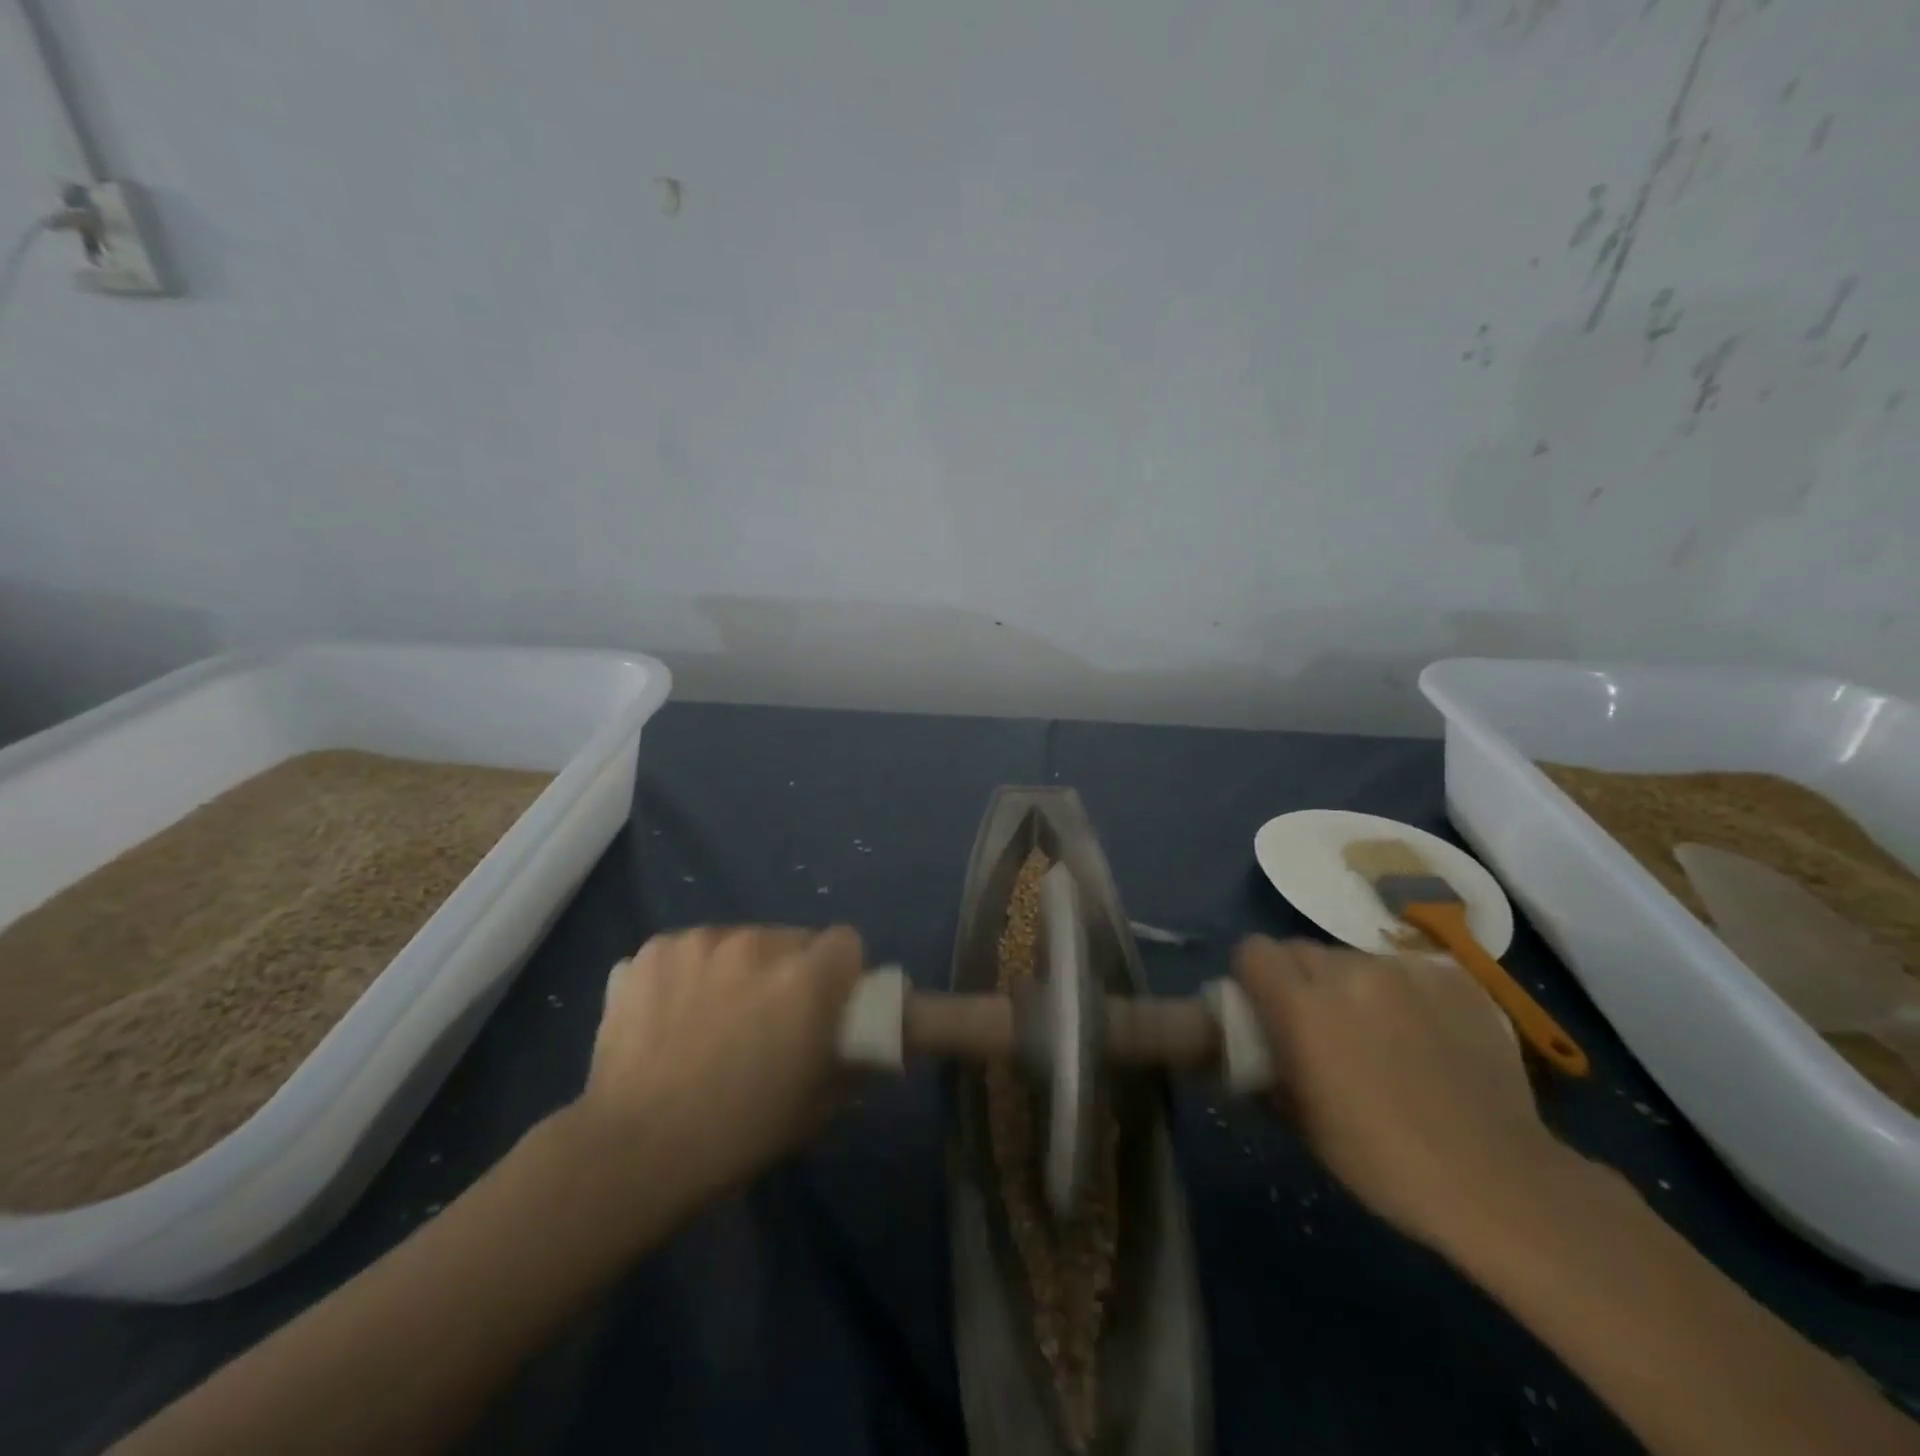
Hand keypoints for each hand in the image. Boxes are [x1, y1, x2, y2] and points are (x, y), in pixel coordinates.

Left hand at [571, 925, 864, 1201]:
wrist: (630, 1152)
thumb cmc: (737, 1134)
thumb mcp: (816, 1106)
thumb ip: (856, 1061)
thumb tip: (876, 1042)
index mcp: (805, 979)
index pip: (847, 941)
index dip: (842, 973)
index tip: (827, 1005)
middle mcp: (756, 944)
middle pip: (792, 939)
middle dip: (790, 970)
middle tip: (768, 1018)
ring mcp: (698, 942)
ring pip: (739, 941)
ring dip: (738, 968)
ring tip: (712, 1018)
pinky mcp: (652, 950)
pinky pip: (690, 950)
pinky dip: (690, 973)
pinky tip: (671, 1015)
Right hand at [1235, 936, 1584, 1257]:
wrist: (1498, 1183)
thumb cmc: (1382, 1161)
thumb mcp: (1300, 1119)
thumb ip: (1267, 1064)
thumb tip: (1255, 1045)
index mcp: (1302, 1005)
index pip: (1254, 951)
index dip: (1253, 975)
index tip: (1265, 1006)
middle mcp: (1348, 972)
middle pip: (1302, 950)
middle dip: (1301, 980)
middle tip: (1321, 1025)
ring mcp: (1405, 971)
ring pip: (1355, 960)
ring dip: (1353, 987)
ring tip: (1382, 1034)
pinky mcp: (1453, 979)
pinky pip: (1407, 972)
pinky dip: (1404, 995)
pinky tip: (1427, 1037)